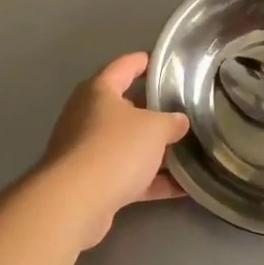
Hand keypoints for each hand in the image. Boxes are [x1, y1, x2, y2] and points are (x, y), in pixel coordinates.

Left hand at [39, 52, 189, 247]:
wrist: (75, 202)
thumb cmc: (115, 148)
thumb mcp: (154, 128)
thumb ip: (171, 122)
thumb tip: (179, 122)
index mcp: (99, 91)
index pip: (124, 66)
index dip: (144, 62)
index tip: (163, 63)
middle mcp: (87, 116)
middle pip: (124, 108)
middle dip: (153, 111)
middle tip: (181, 110)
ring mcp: (86, 151)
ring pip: (126, 145)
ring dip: (153, 150)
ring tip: (187, 150)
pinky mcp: (90, 183)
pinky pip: (127, 176)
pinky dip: (152, 181)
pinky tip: (183, 188)